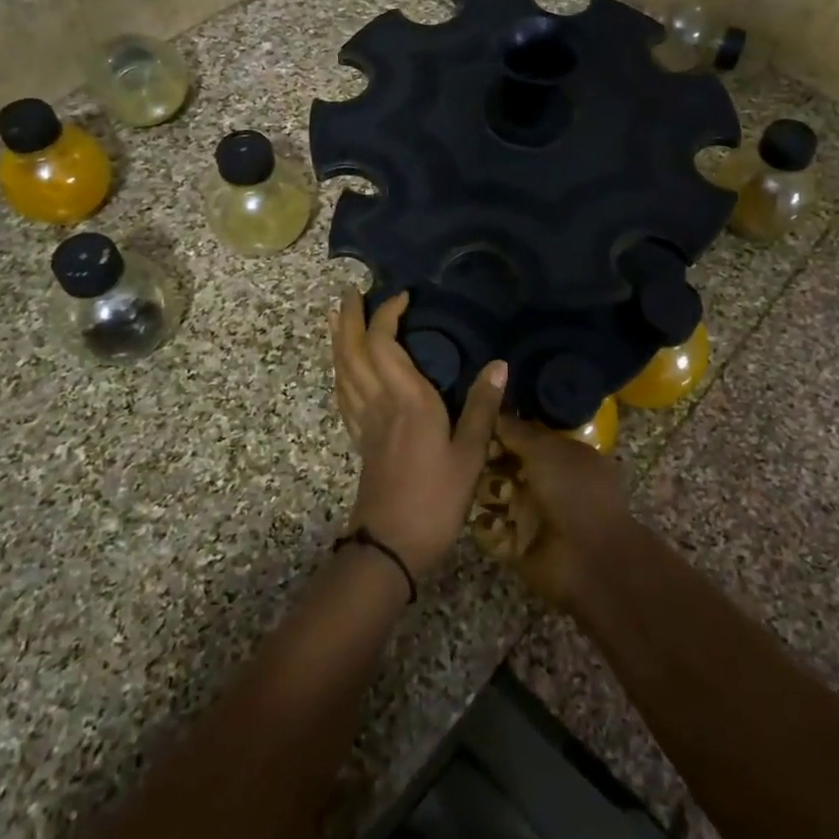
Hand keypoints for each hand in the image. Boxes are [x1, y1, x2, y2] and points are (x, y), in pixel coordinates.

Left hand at [331, 290, 506, 578]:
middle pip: (353, 351)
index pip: (385, 344)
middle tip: (351, 292)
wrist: (390, 546)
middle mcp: (379, 402)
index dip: (386, 315)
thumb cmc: (435, 498)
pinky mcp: (360, 440)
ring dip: (339, 340)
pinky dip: (340, 371)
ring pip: (342, 370)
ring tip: (339, 318)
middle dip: (350, 319)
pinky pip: (343, 394)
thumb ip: (482, 407)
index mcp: (407, 399)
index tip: (402, 296)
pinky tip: (344, 370)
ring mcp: (364, 422)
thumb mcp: (470, 454)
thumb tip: (500, 364)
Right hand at [491, 416, 639, 612]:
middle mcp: (542, 482)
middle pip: (501, 463)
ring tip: (499, 499)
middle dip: (487, 461)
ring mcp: (528, 514)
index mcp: (559, 455)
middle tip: (483, 462)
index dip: (500, 429)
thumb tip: (494, 410)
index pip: (521, 436)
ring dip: (488, 493)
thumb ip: (517, 430)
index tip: (479, 424)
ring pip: (490, 494)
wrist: (590, 558)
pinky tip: (499, 527)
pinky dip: (489, 528)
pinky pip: (488, 529)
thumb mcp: (547, 450)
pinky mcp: (514, 545)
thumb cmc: (573, 492)